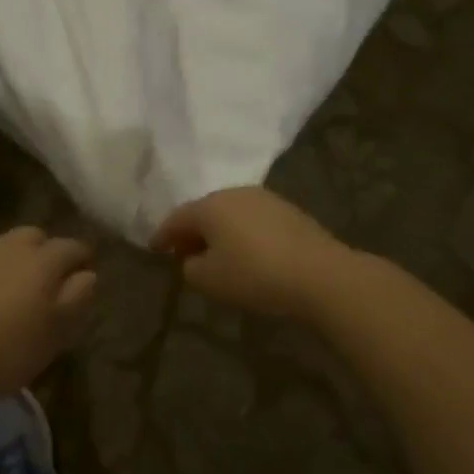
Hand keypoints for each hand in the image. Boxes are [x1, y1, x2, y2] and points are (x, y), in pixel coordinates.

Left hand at [0, 226, 96, 413]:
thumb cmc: (5, 352)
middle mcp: (11, 246)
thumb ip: (77, 298)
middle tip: (49, 286)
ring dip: (18, 261)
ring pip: (8, 246)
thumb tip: (87, 274)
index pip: (73, 246)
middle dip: (48, 254)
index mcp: (43, 259)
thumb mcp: (55, 333)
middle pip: (38, 238)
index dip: (83, 260)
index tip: (85, 279)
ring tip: (17, 293)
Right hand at [152, 187, 351, 320]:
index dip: (162, 234)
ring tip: (216, 256)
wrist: (320, 273)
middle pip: (204, 211)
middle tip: (184, 254)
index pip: (176, 218)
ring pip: (230, 214)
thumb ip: (190, 268)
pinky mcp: (287, 211)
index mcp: (210, 205)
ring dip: (219, 232)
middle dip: (192, 232)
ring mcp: (263, 198)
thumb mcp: (211, 280)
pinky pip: (253, 220)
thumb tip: (191, 260)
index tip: (153, 248)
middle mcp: (233, 193)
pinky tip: (247, 254)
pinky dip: (242, 234)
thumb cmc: (255, 275)